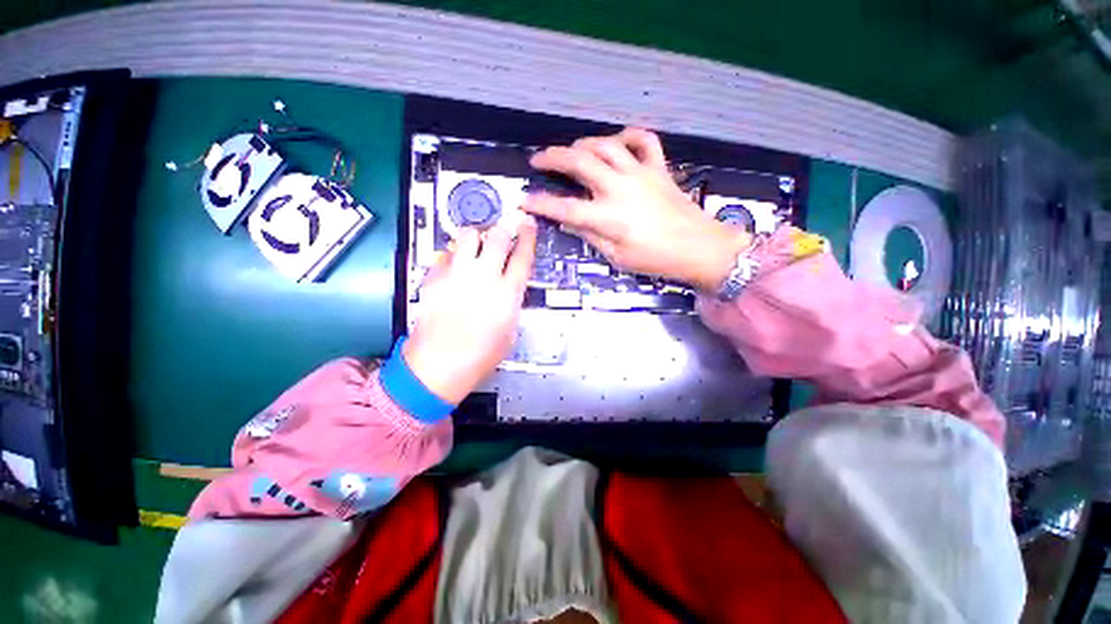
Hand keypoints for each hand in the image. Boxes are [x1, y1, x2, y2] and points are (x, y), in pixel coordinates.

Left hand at [403, 217, 537, 403]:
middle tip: (503, 232)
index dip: (528, 235)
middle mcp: (484, 278)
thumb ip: (511, 302)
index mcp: (507, 294)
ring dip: (476, 236)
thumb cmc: (480, 356)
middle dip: (503, 229)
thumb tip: (509, 285)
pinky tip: (454, 266)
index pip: (523, 255)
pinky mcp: (434, 278)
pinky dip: (452, 254)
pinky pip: (444, 253)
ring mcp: (457, 275)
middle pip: (497, 236)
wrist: (439, 365)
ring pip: (468, 235)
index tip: (528, 223)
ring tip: (476, 246)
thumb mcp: (509, 331)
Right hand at [524, 128, 750, 291]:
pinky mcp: (658, 167)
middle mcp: (619, 187)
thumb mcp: (617, 257)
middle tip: (538, 160)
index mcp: (608, 217)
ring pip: (606, 145)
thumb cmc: (655, 259)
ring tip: (571, 151)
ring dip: (583, 144)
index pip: (565, 208)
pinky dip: (627, 135)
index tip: (524, 201)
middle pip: (580, 162)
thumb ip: (591, 236)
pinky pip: (643, 140)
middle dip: (553, 158)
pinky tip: (617, 142)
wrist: (698, 247)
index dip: (541, 204)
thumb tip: (570, 221)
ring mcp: (640, 173)